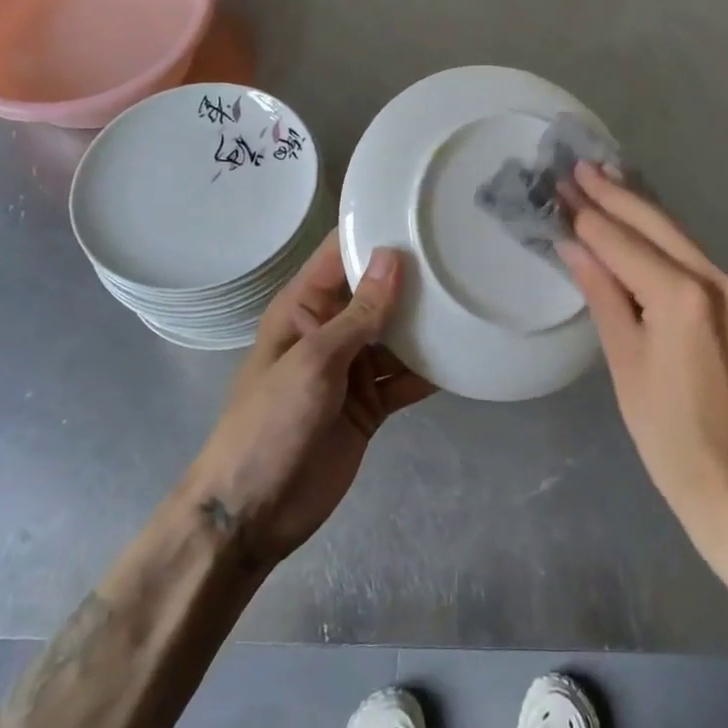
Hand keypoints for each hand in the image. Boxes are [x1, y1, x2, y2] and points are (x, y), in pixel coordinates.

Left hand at [187, 232, 434, 571]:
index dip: (375, 232)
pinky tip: (465, 353)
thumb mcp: (315, 362)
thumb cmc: (271, 424)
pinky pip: (406, 376)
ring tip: (473, 296)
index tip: (420, 212)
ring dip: (427, 323)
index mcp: (304, 307)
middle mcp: (331, 329)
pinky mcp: (370, 402)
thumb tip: (393, 256)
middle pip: (377, 292)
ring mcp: (352, 367)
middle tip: (464, 252)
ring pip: (397, 334)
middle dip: (414, 277)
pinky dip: (431, 369)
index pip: (340, 254)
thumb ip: (359, 313)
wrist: (254, 514)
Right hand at [557, 163, 727, 570]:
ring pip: (677, 235)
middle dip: (614, 195)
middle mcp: (715, 282)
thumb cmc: (667, 434)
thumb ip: (602, 293)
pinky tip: (638, 220)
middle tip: (578, 167)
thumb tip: (573, 245)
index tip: (560, 186)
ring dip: (638, 208)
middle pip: (656, 226)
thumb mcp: (624, 362)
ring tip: (603, 178)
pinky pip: (690, 257)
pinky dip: (659, 236)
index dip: (588, 216)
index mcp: (683, 298)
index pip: (623, 244)